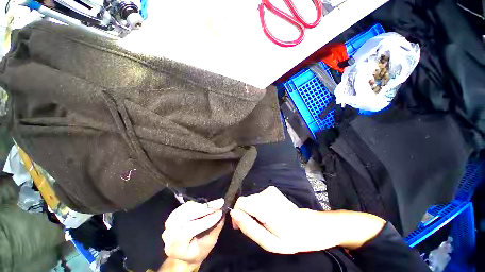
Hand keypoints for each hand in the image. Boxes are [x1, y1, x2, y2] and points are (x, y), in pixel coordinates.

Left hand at [161, 199, 224, 268]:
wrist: (184, 253)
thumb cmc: (197, 251)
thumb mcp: (208, 245)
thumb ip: (214, 230)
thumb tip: (222, 214)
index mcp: (175, 247)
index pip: (189, 230)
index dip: (205, 221)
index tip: (220, 213)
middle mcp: (168, 235)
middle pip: (186, 217)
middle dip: (205, 209)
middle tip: (219, 204)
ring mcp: (169, 224)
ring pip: (185, 209)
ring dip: (202, 205)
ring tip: (214, 204)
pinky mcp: (173, 215)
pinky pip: (185, 206)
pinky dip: (197, 203)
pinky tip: (205, 205)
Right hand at [230, 186, 385, 253]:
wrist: (312, 226)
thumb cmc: (293, 239)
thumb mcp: (270, 243)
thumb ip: (250, 227)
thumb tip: (234, 214)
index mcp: (267, 208)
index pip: (241, 202)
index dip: (237, 214)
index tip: (240, 227)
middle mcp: (267, 194)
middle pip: (245, 201)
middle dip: (246, 214)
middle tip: (256, 228)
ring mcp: (270, 190)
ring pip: (251, 200)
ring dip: (253, 212)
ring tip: (264, 223)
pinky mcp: (272, 190)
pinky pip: (257, 198)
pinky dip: (258, 207)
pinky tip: (268, 215)